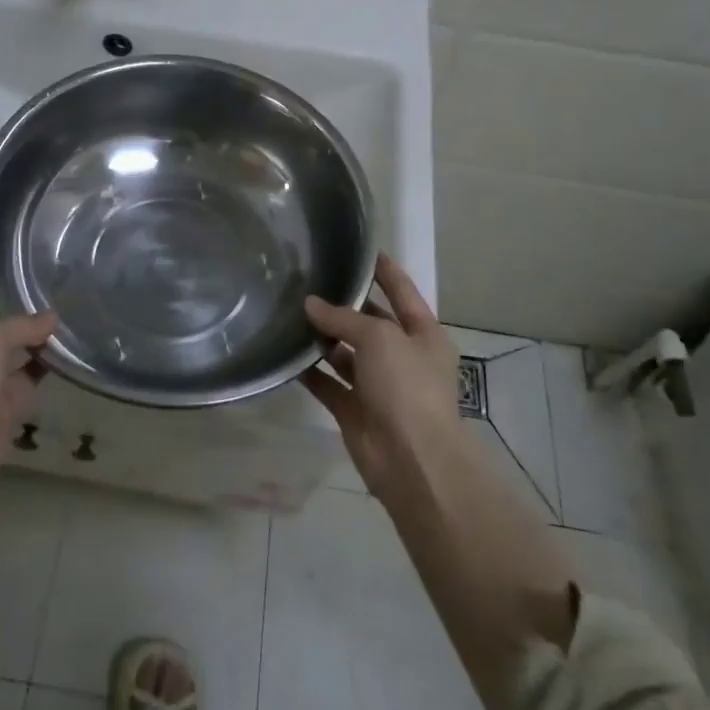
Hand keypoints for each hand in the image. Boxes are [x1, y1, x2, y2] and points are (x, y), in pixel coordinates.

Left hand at [0, 247, 55, 514]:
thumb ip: (20, 324)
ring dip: (33, 324)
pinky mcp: (1, 401)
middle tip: (46, 262)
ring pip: (9, 339)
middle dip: (8, 288)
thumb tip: (52, 319)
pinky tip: (73, 339)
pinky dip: (47, 359)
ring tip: (68, 293)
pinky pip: (28, 371)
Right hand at [302, 254, 462, 502]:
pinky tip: (286, 353)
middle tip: (308, 281)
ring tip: (290, 312)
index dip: (383, 270)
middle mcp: (403, 357)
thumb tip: (311, 304)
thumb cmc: (407, 386)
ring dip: (323, 338)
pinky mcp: (355, 410)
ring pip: (346, 354)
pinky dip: (310, 371)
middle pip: (370, 323)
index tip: (360, 249)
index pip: (402, 291)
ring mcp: (379, 386)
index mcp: (423, 334)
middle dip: (344, 306)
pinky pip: (328, 384)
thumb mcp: (379, 338)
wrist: (412, 460)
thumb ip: (343, 319)